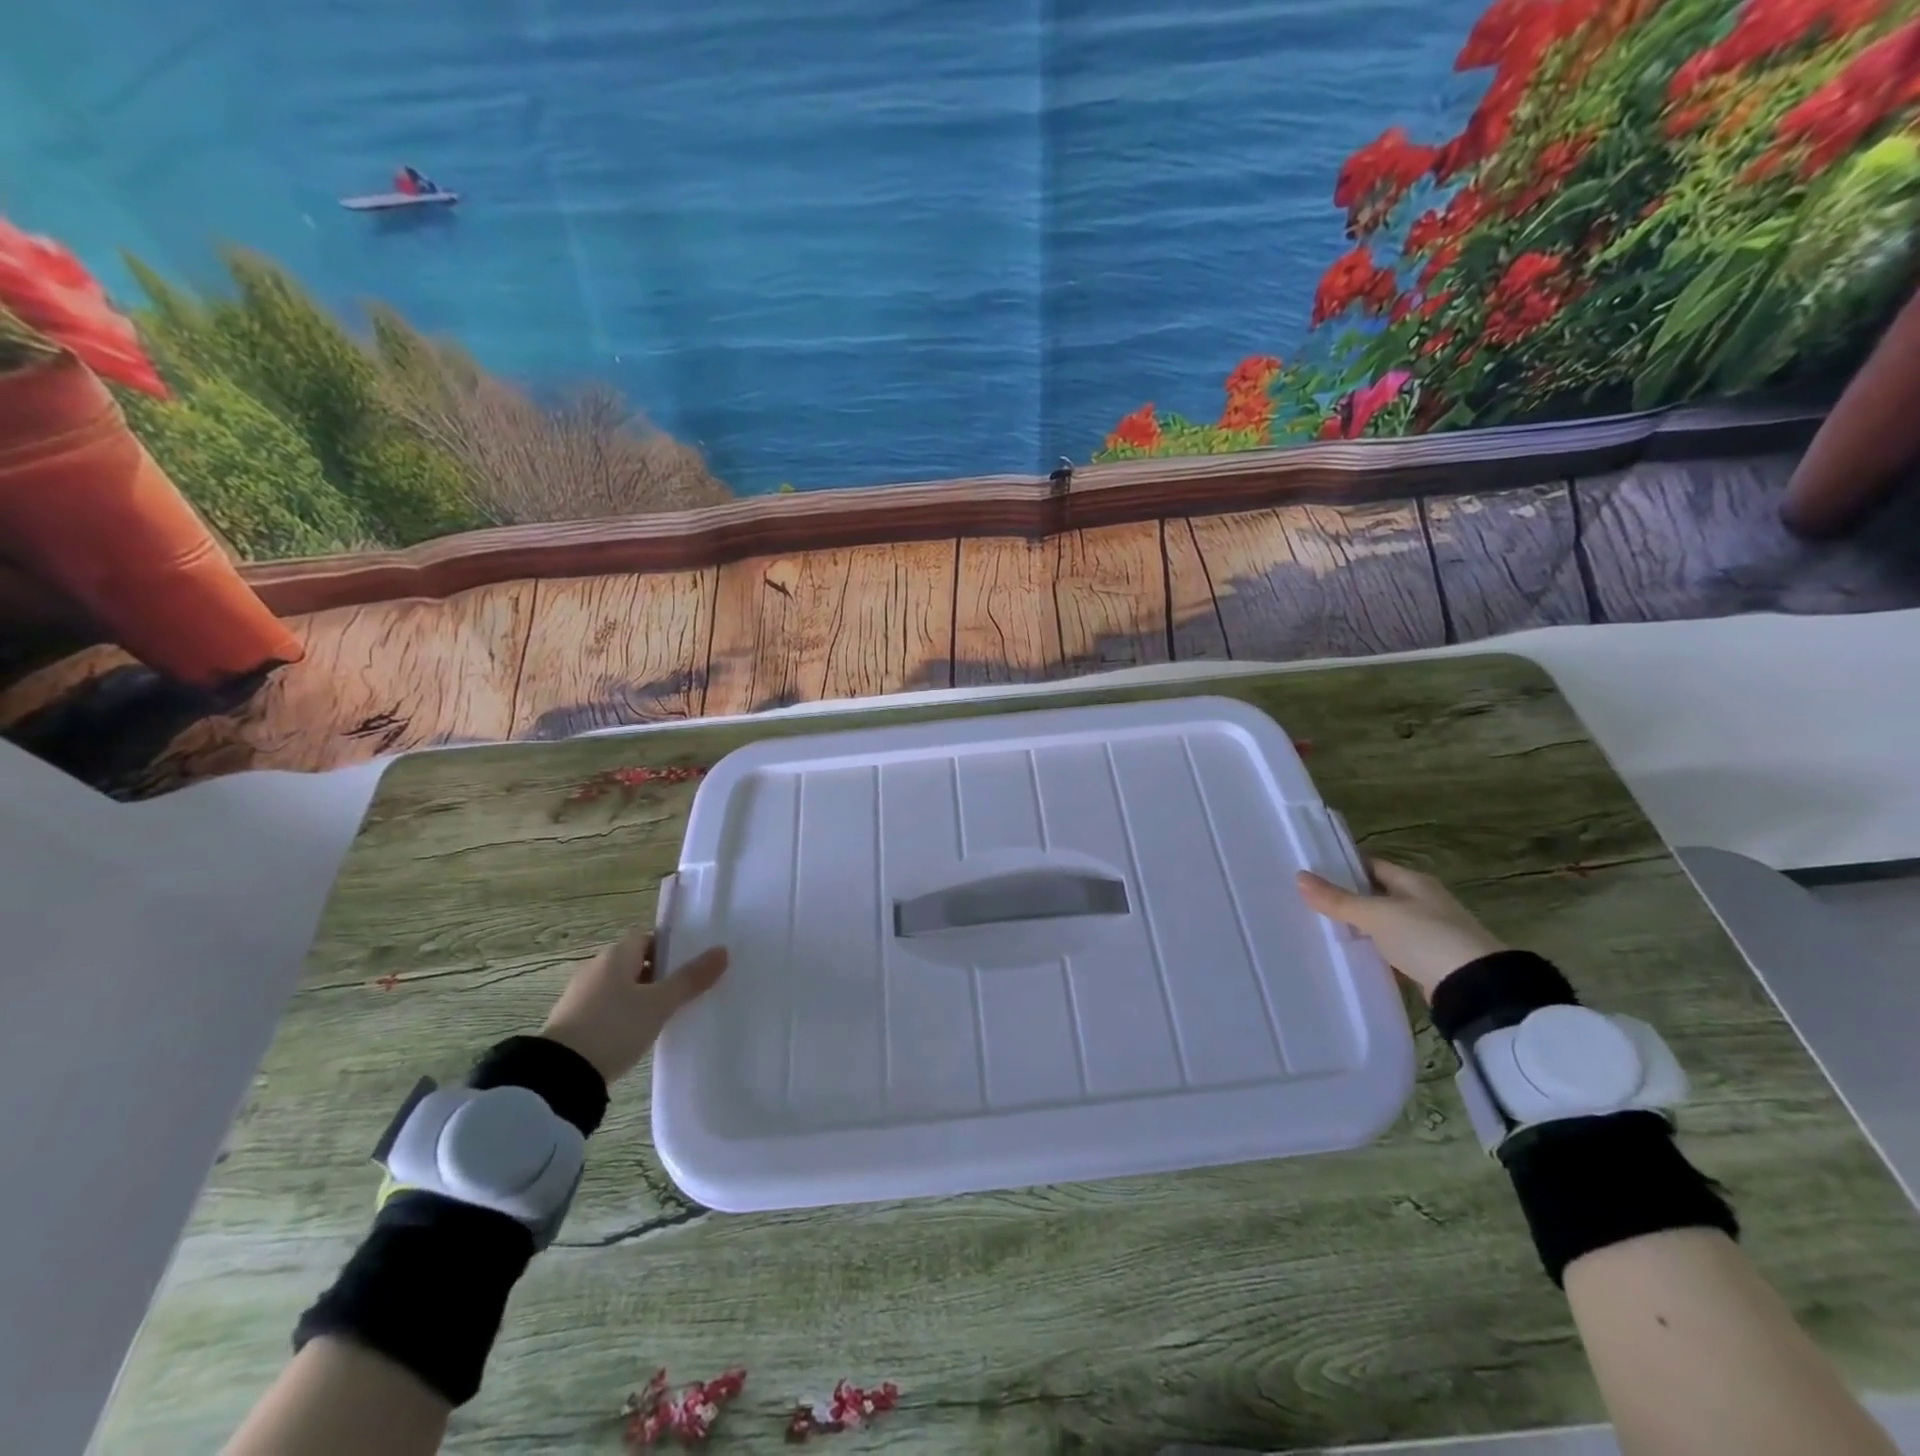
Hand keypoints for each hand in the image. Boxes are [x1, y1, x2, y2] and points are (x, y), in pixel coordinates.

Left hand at [539, 923, 728, 1084]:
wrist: (560, 1076)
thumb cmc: (614, 1027)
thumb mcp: (659, 1004)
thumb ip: (691, 978)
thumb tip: (723, 951)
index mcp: (616, 954)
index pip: (648, 938)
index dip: (671, 949)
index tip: (690, 967)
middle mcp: (596, 968)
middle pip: (635, 962)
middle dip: (659, 974)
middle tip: (684, 993)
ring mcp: (580, 995)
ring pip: (621, 987)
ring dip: (641, 997)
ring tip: (665, 1016)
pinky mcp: (572, 1022)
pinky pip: (607, 1008)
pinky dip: (623, 1016)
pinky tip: (636, 1034)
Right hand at [1296, 857, 1504, 1000]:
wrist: (1475, 989)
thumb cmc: (1424, 937)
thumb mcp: (1375, 915)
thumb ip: (1338, 900)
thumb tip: (1299, 877)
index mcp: (1414, 881)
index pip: (1372, 865)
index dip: (1343, 867)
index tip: (1313, 874)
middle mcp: (1423, 901)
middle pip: (1377, 893)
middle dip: (1348, 898)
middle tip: (1311, 903)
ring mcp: (1429, 931)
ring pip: (1384, 922)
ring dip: (1361, 926)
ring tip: (1324, 928)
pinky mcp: (1430, 960)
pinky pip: (1393, 947)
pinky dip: (1375, 949)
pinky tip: (1354, 955)